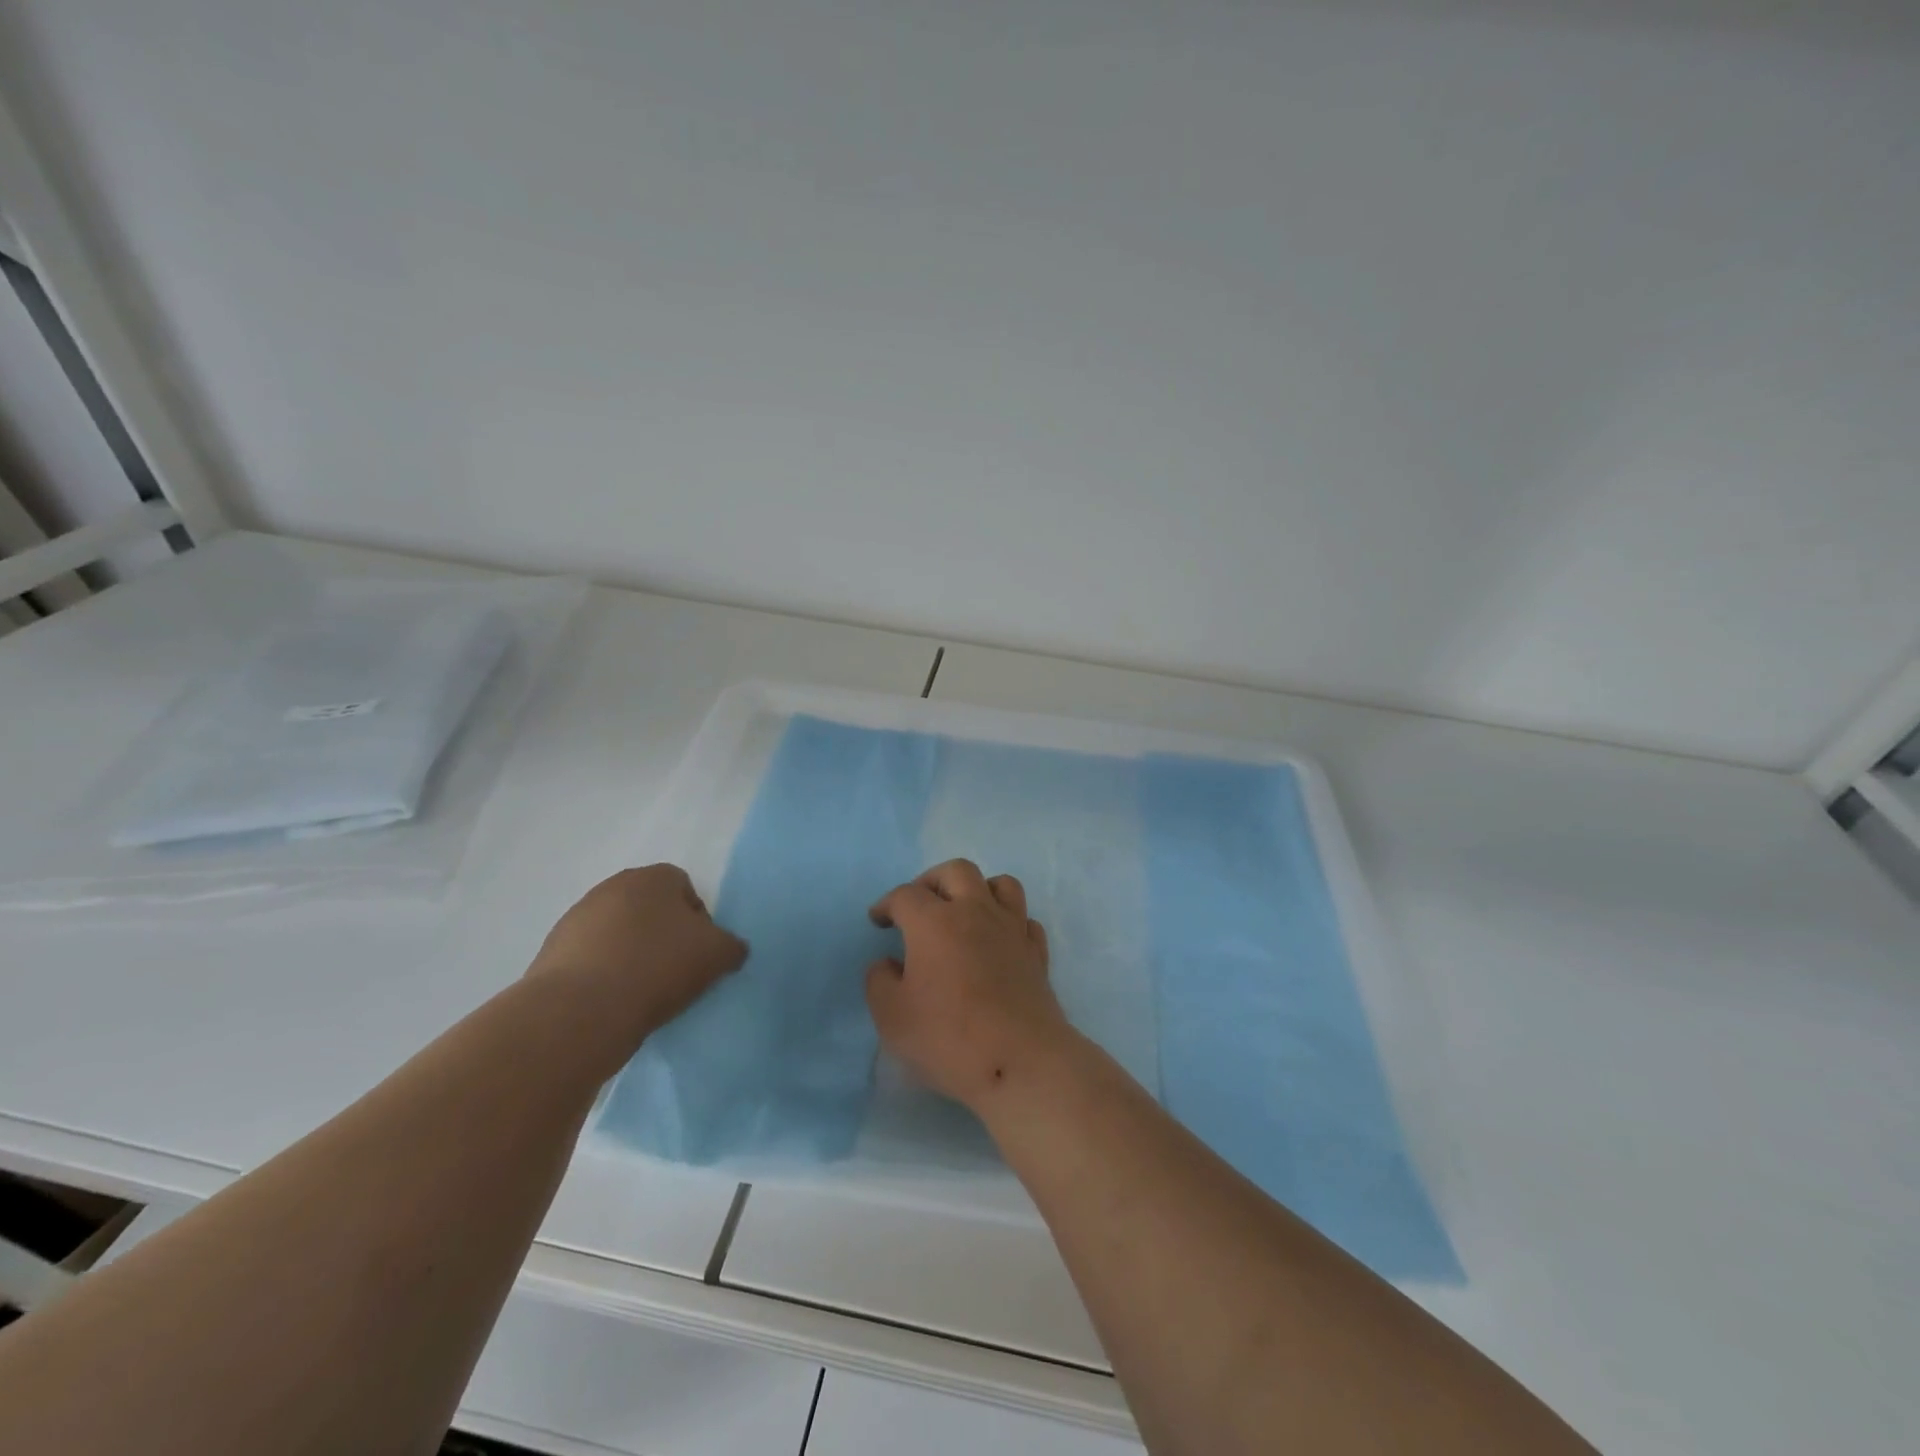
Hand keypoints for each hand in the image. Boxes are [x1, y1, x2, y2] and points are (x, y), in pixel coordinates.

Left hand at [529, 865, 746, 1045]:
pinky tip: (611, 1002)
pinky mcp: (550, 952)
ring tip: (640, 992)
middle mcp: (611, 887)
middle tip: (673, 971)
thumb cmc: (657, 968)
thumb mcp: (717, 955)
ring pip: (618, 933)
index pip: (685, 888)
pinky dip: (603, 974)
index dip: (697, 920)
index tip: (698, 954)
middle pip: (649, 909)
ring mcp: (576, 919)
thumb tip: (729, 949)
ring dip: (630, 954)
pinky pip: (590, 959)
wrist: (579, 1012)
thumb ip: (731, 945)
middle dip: (662, 935)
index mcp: (653, 877)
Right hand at [866, 859, 1076, 1109]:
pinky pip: (1025, 919)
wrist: (1020, 1061)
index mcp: (935, 922)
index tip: (878, 920)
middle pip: (957, 871)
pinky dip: (1009, 922)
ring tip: (964, 912)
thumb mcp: (891, 1017)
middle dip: (933, 881)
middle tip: (920, 906)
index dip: (886, 904)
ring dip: (979, 890)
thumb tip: (887, 963)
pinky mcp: (1037, 953)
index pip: (905, 895)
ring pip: (1001, 884)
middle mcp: (976, 912)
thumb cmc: (948, 1038)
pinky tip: (998, 941)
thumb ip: (879, 981)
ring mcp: (1012, 929)